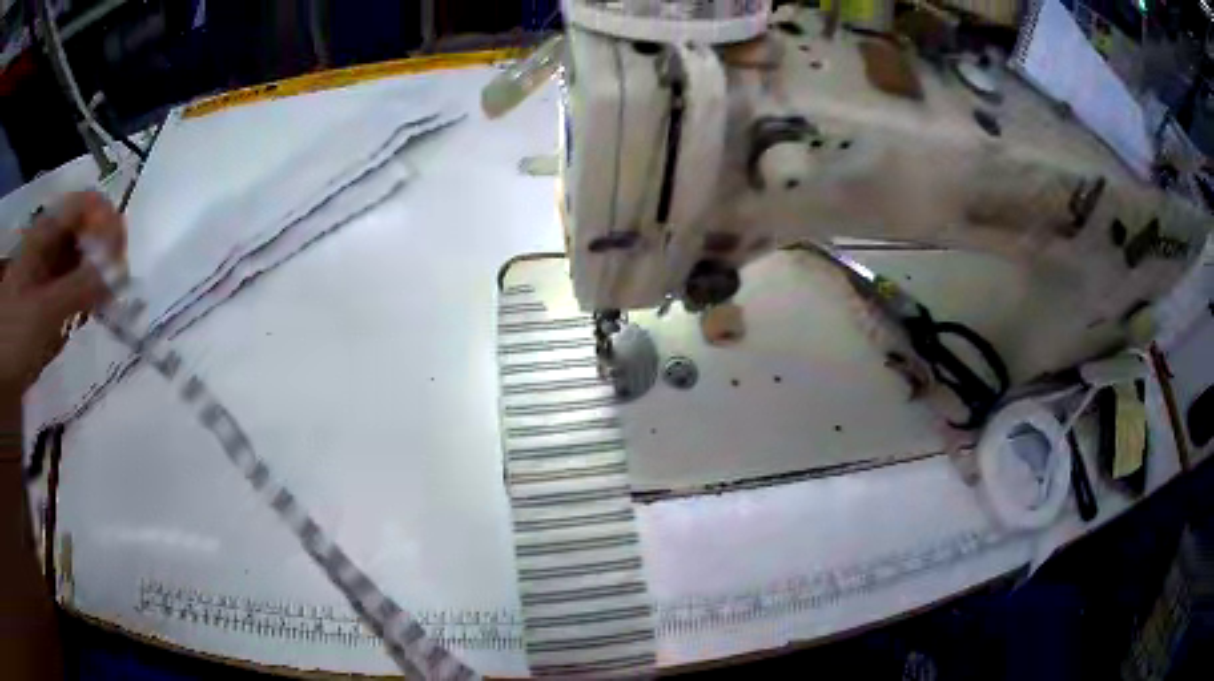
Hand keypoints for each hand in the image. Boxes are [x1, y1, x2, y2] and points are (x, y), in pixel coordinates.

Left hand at [0, 192, 125, 395]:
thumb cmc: (13, 330)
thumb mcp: (42, 312)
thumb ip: (78, 289)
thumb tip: (119, 273)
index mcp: (48, 233)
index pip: (88, 205)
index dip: (107, 222)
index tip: (119, 258)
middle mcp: (49, 243)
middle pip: (86, 231)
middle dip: (103, 255)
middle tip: (114, 290)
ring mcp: (46, 271)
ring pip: (79, 261)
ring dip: (94, 280)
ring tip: (101, 309)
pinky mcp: (44, 298)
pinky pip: (69, 288)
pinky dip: (81, 300)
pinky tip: (84, 318)